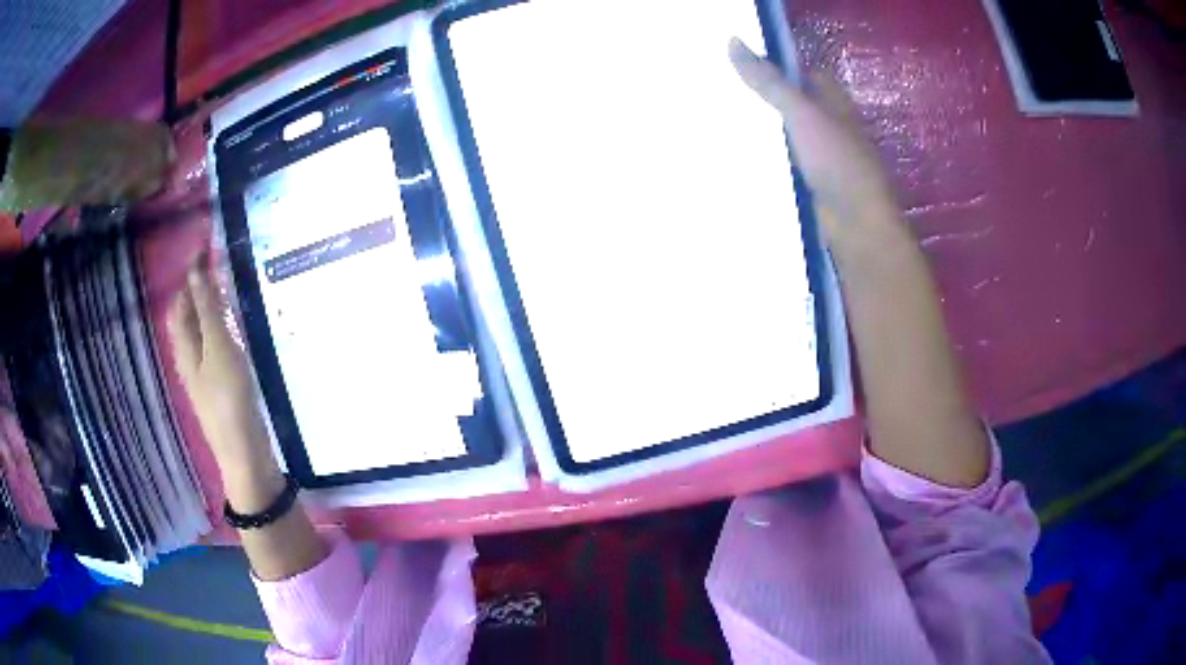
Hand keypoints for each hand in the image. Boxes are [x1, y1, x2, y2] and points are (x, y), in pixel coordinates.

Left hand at [168, 259, 282, 510]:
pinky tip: (236, 327)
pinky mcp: (220, 384)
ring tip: (229, 289)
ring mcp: (204, 372)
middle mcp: (189, 356)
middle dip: (199, 289)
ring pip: (201, 330)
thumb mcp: (219, 348)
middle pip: (188, 316)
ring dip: (210, 307)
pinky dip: (221, 327)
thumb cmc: (229, 398)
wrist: (244, 452)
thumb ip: (209, 310)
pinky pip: (214, 345)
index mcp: (184, 345)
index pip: (181, 301)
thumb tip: (198, 271)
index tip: (207, 248)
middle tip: (220, 265)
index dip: (190, 275)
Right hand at [728, 39, 903, 253]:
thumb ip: (769, 82)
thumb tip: (733, 41)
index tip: (737, 59)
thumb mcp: (801, 113)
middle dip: (761, 95)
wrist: (857, 224)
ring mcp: (821, 155)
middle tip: (718, 86)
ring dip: (761, 128)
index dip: (774, 63)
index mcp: (833, 101)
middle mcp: (829, 124)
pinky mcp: (812, 182)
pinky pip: (783, 161)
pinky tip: (735, 154)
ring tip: (716, 116)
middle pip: (792, 101)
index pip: (802, 72)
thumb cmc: (837, 161)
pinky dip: (765, 157)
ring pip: (786, 132)